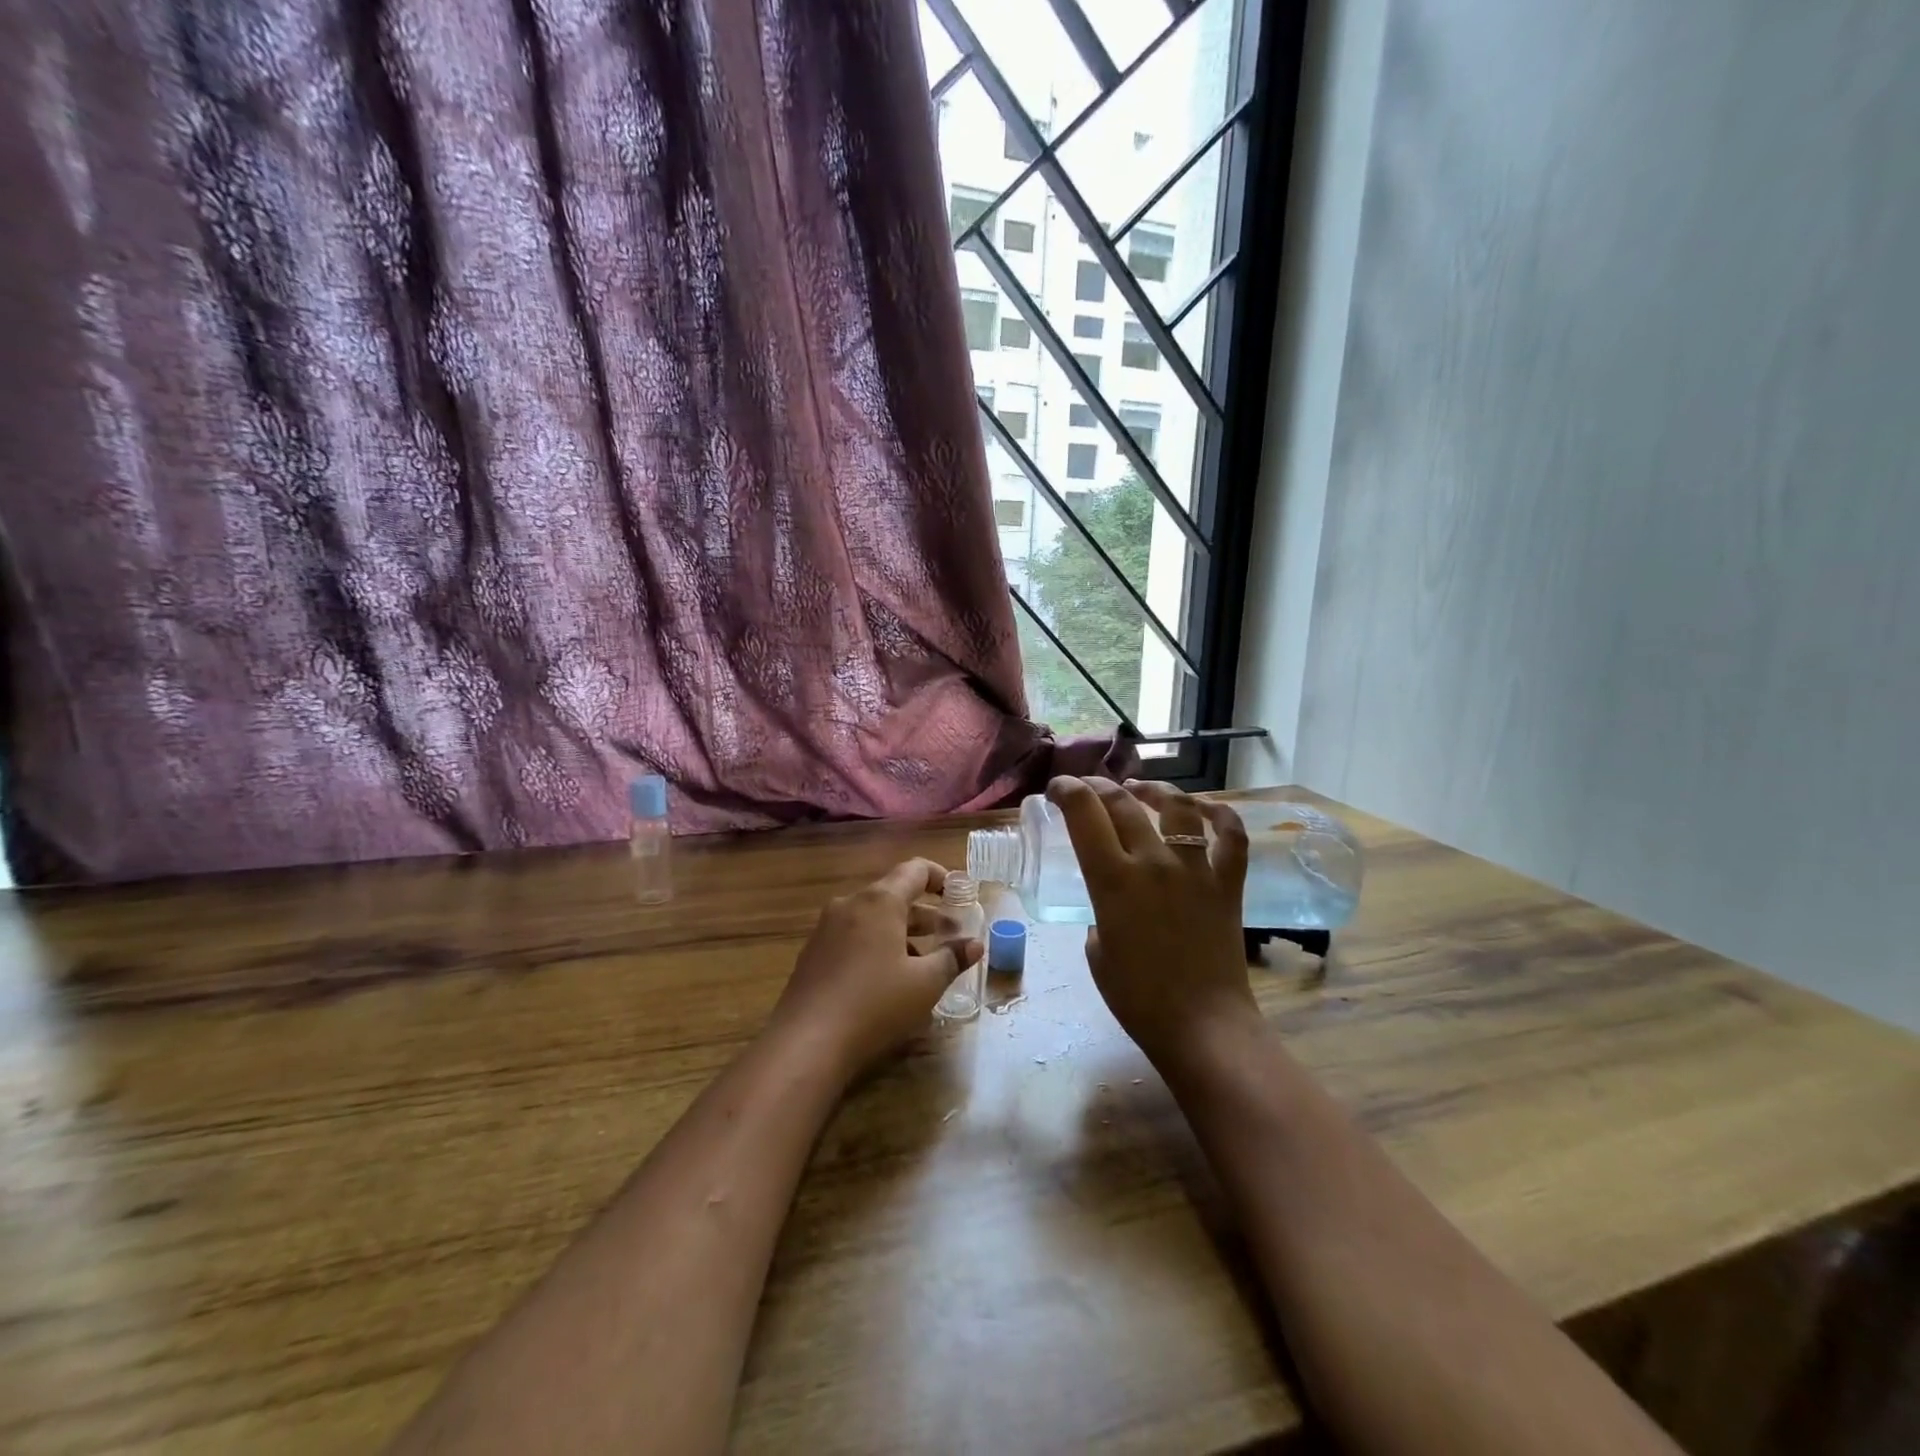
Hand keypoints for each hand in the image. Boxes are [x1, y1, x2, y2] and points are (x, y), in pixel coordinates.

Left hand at [771, 858, 982, 1079]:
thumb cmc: (875, 1004)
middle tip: (950, 934)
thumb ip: (952, 958)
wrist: (806, 1043)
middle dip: (925, 912)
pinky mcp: (813, 953)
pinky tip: (888, 979)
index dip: (942, 878)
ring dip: (901, 931)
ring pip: (872, 917)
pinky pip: (853, 936)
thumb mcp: (925, 984)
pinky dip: (877, 944)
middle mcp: (850, 904)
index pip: (916, 869)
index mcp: (880, 901)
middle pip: (893, 894)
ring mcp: (826, 928)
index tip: (960, 896)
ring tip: (923, 960)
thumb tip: (974, 944)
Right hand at [1047, 777, 1257, 1073]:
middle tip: (1086, 789)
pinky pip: (1231, 836)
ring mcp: (1195, 869)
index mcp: (1113, 880)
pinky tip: (1203, 809)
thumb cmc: (1138, 998)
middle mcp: (1154, 862)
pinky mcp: (1227, 883)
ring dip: (1154, 789)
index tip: (1057, 791)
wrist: (1202, 1026)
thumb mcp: (1096, 953)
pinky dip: (1219, 815)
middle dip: (1097, 786)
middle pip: (1122, 802)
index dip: (1066, 791)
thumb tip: (1108, 908)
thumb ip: (1097, 916)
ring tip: (1140, 789)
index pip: (1084, 813)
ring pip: (1177, 806)